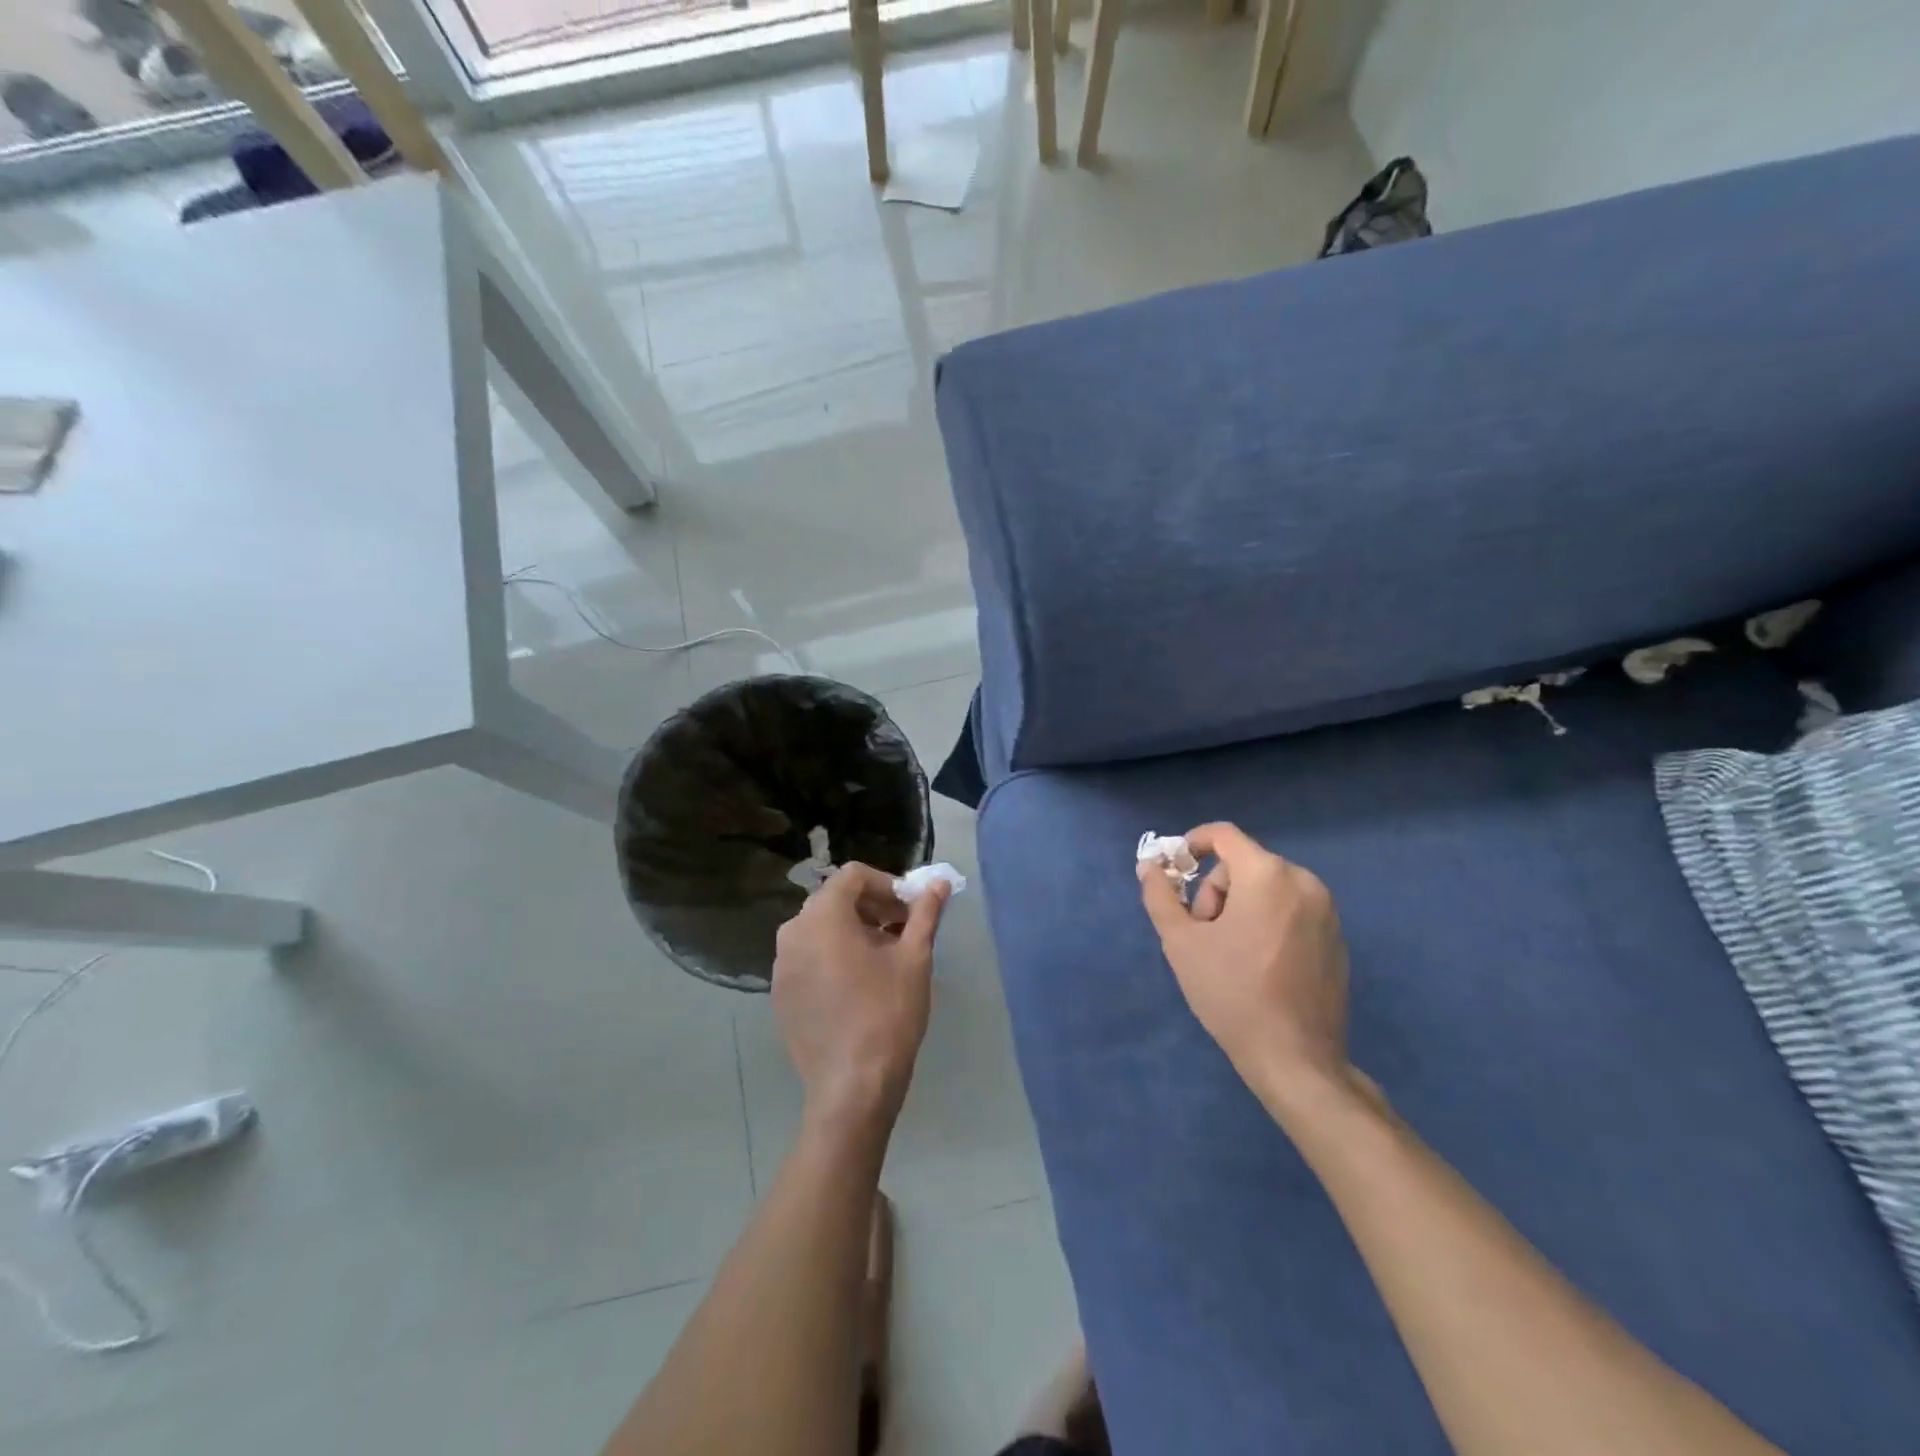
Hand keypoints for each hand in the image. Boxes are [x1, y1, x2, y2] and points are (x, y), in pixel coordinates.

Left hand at [773, 863, 950, 1134]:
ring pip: (820, 929)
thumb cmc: (888, 1013)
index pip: (853, 876)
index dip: (887, 883)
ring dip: (853, 930)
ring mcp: (781, 966)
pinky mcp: (780, 994)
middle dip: (872, 907)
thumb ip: (925, 913)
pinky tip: (859, 984)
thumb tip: (939, 883)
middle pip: (834, 900)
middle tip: (903, 930)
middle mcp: (792, 933)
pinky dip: (833, 955)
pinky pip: (808, 957)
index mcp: (822, 916)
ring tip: (885, 957)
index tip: (911, 908)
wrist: (852, 1087)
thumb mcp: (914, 958)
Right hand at [1139, 823, 1354, 1115]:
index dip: (1193, 844)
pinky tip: (1258, 965)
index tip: (1174, 870)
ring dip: (1240, 907)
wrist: (1295, 1058)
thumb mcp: (1181, 942)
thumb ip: (1160, 896)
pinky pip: (1291, 910)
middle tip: (1203, 933)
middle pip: (1244, 864)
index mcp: (1267, 875)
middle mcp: (1304, 882)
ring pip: (1267, 887)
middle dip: (1215, 891)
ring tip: (1228, 953)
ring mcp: (1326, 911)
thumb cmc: (1231, 992)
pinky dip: (1268, 921)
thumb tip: (1148, 866)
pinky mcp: (1336, 938)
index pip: (1224, 835)